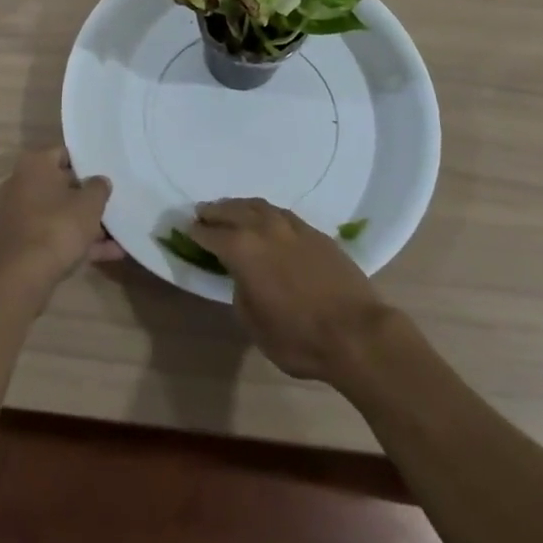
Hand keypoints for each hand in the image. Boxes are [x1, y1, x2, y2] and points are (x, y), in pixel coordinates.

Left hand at [0, 147, 121, 301]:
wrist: (25, 278)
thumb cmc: (59, 227)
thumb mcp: (89, 204)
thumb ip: (99, 187)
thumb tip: (100, 181)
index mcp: (34, 165)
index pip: (65, 153)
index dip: (88, 162)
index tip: (106, 172)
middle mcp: (22, 184)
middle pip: (62, 185)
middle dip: (87, 196)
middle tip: (112, 201)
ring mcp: (20, 215)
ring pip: (59, 212)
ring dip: (86, 223)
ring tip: (118, 231)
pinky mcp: (23, 242)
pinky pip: (54, 234)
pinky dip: (77, 241)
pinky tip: (110, 253)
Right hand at [192, 198, 394, 381]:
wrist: (356, 331)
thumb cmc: (298, 337)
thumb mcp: (254, 325)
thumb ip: (240, 293)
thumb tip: (241, 277)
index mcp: (243, 249)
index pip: (212, 235)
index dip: (197, 232)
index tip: (187, 230)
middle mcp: (264, 228)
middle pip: (232, 211)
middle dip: (215, 212)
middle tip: (202, 212)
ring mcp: (291, 226)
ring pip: (258, 206)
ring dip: (240, 206)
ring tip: (231, 209)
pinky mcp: (314, 232)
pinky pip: (281, 213)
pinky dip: (265, 212)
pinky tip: (265, 218)